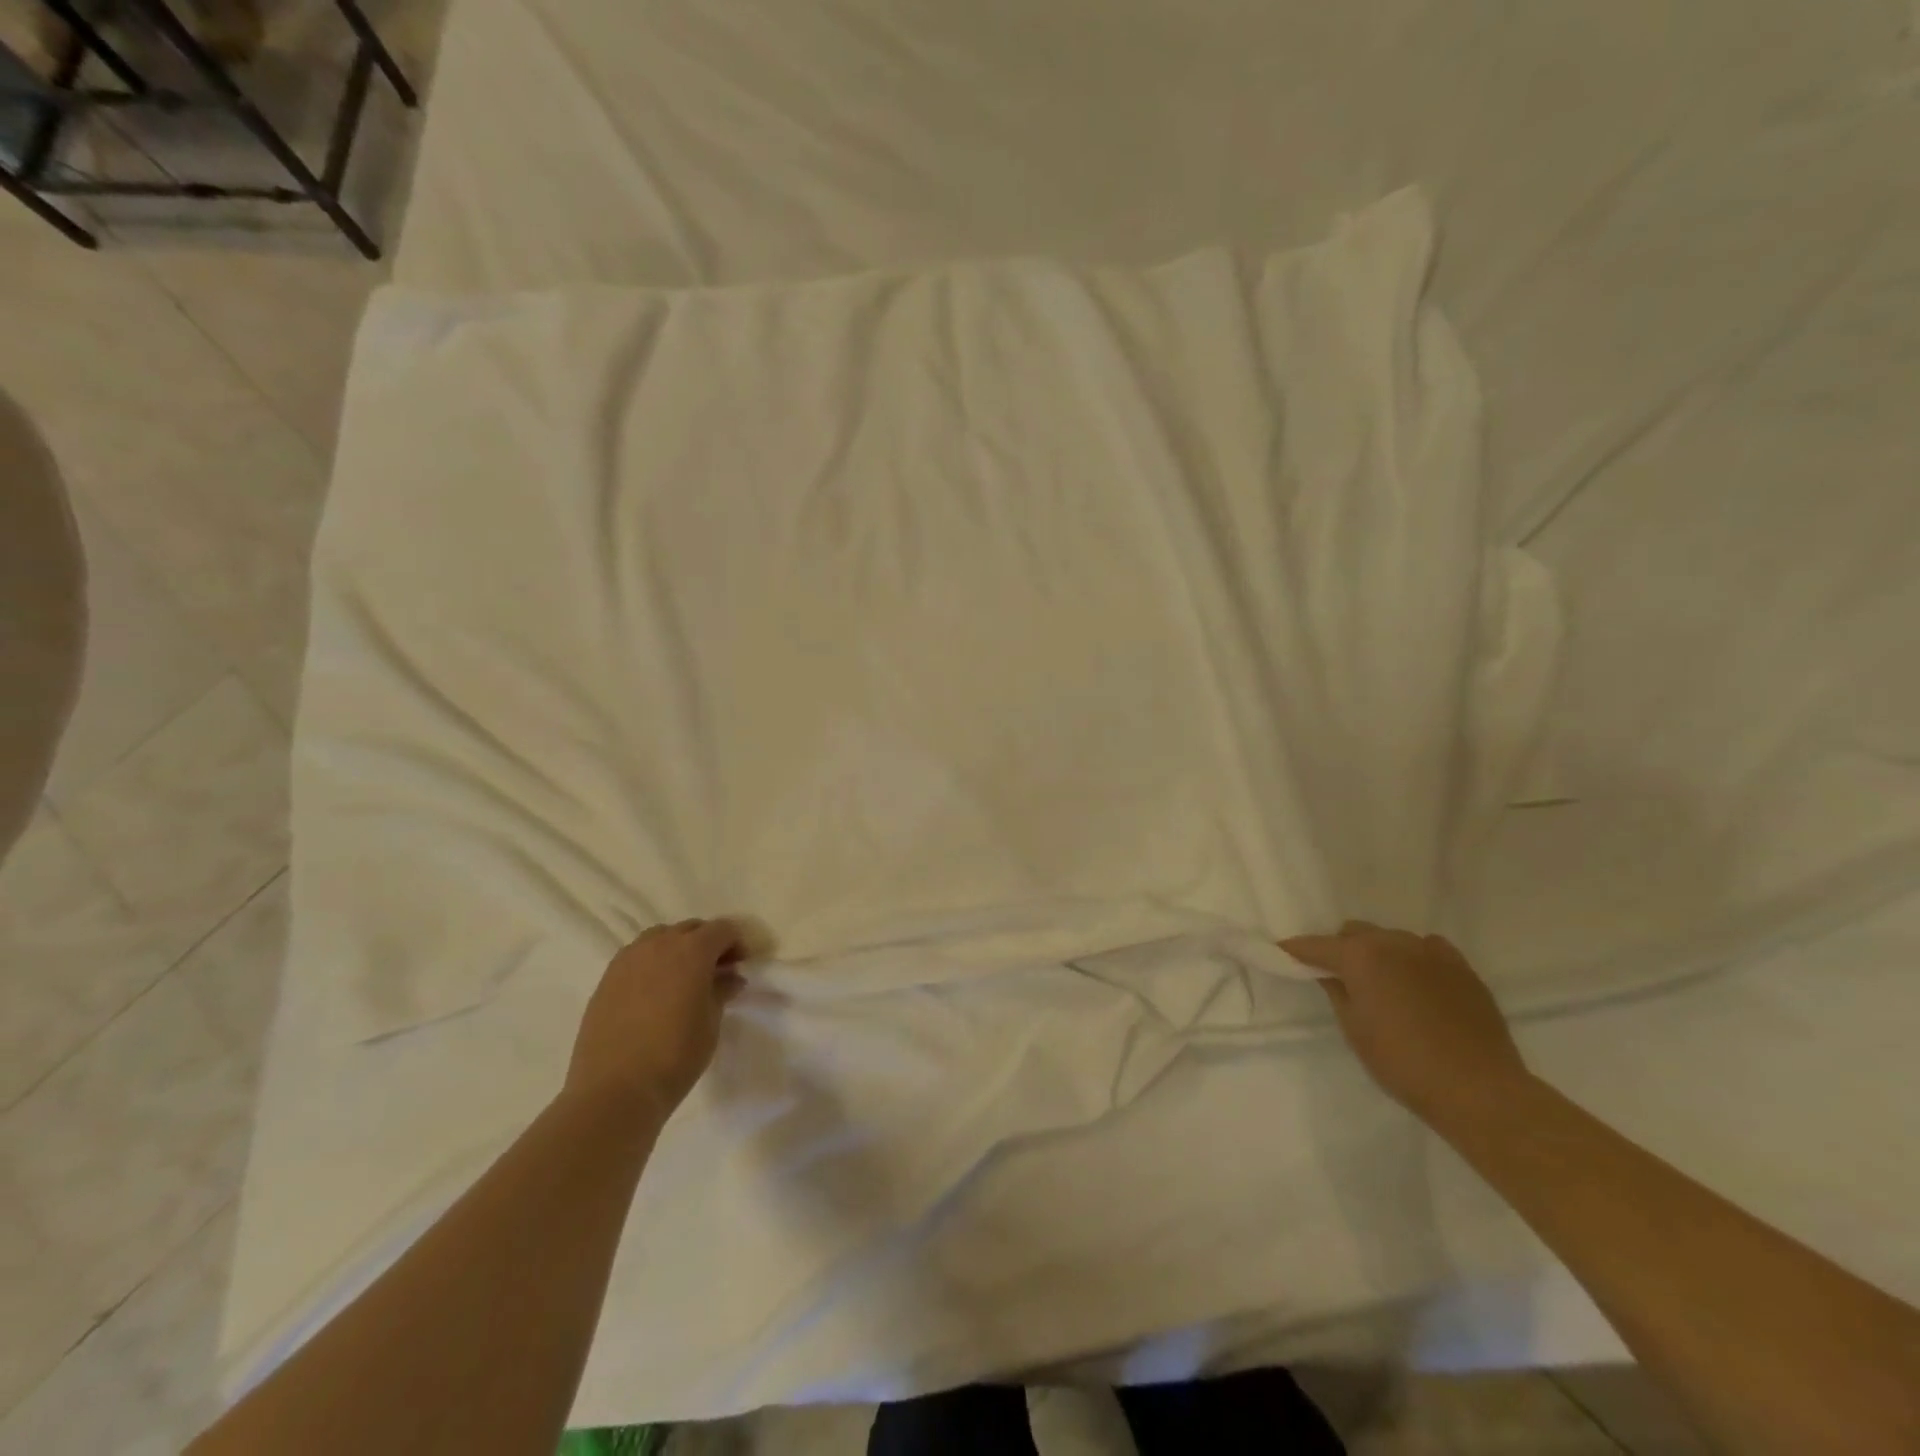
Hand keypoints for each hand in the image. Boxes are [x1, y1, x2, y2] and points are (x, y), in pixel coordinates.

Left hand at [565, 919, 746, 1117]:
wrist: (615, 1091)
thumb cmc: (675, 1056)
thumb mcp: (711, 1023)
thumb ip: (722, 991)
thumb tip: (730, 977)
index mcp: (692, 951)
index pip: (722, 929)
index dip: (737, 943)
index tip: (741, 965)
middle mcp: (659, 945)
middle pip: (691, 928)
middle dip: (708, 943)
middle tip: (716, 972)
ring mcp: (628, 959)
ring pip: (660, 938)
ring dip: (677, 949)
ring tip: (682, 979)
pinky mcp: (606, 979)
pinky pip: (636, 956)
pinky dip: (652, 963)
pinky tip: (654, 992)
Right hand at [1282, 920, 1528, 1125]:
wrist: (1478, 1089)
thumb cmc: (1403, 1063)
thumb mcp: (1355, 1030)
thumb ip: (1337, 992)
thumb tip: (1328, 973)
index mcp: (1361, 956)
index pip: (1316, 945)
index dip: (1296, 950)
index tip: (1282, 953)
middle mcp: (1394, 943)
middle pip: (1355, 933)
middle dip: (1341, 949)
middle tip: (1338, 977)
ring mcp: (1432, 952)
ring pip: (1391, 939)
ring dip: (1378, 953)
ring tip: (1381, 983)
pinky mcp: (1461, 968)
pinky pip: (1427, 949)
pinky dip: (1413, 959)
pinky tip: (1416, 983)